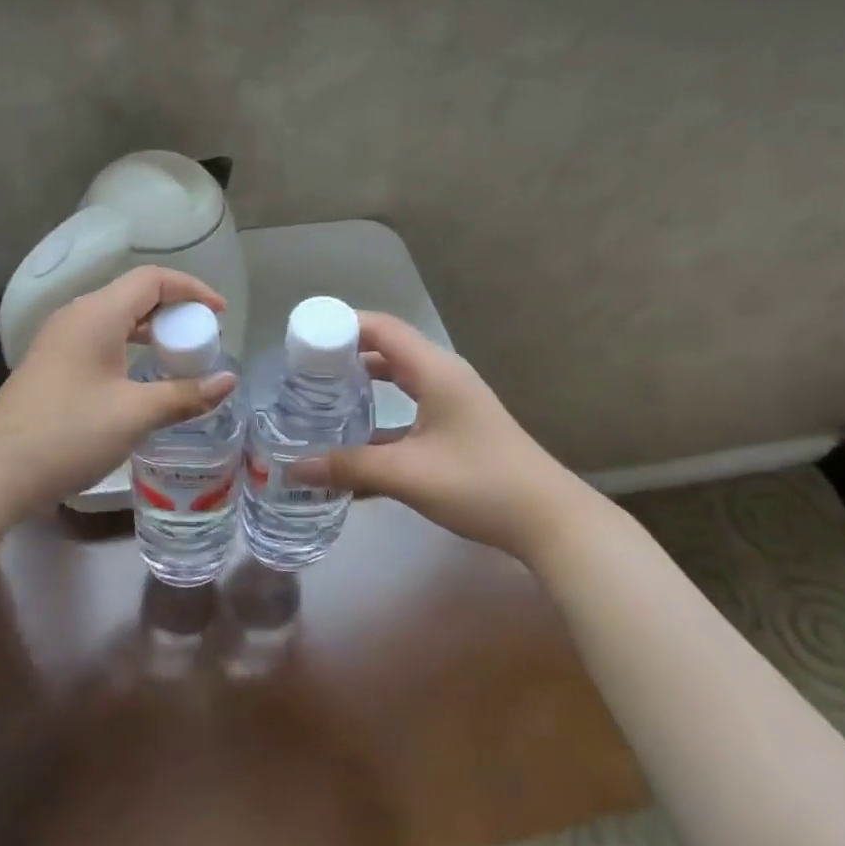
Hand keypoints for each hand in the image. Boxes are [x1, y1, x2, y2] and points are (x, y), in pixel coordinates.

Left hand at [0, 267, 237, 511]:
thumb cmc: (68, 433)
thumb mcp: (135, 414)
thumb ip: (185, 394)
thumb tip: (229, 380)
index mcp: (97, 314)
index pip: (152, 279)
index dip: (191, 289)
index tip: (220, 314)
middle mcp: (77, 316)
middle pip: (135, 295)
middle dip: (174, 311)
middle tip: (202, 340)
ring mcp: (60, 340)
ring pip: (117, 319)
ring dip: (152, 332)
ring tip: (179, 357)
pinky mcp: (53, 364)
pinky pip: (101, 340)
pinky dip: (130, 348)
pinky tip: (143, 379)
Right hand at [292, 312, 584, 562]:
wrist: (548, 520)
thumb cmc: (478, 483)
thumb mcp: (408, 474)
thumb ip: (350, 467)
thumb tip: (296, 468)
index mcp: (434, 370)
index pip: (381, 328)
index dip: (342, 325)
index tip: (304, 339)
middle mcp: (443, 375)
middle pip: (387, 348)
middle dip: (345, 355)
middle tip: (304, 370)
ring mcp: (453, 400)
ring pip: (398, 379)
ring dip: (363, 385)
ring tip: (321, 398)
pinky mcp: (456, 426)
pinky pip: (409, 406)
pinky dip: (382, 414)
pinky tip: (355, 441)